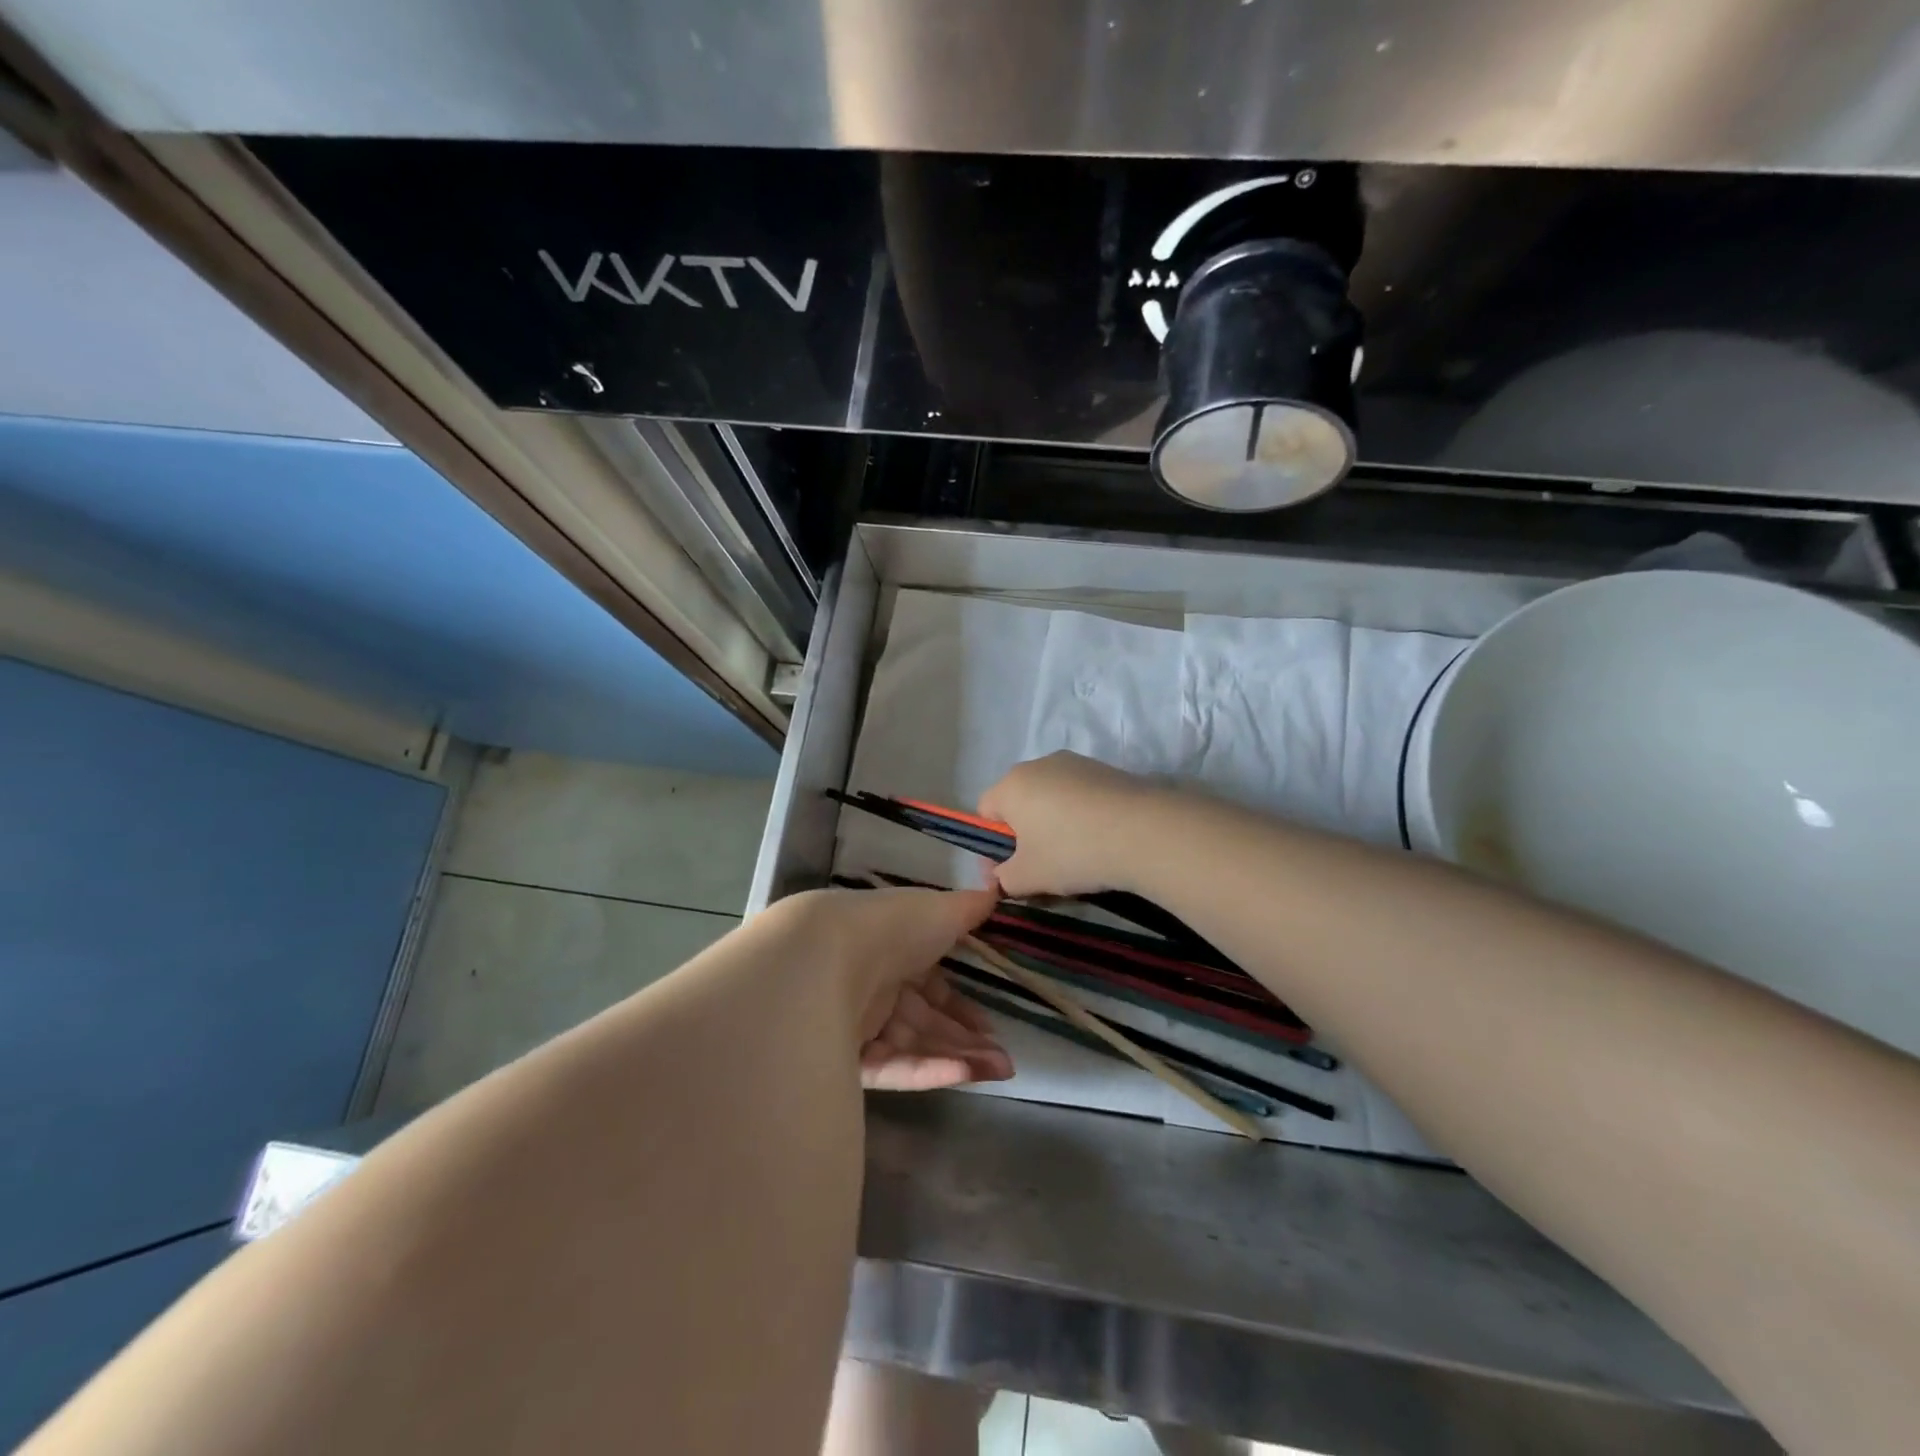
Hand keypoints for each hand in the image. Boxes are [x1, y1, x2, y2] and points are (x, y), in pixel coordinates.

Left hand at [779, 886, 1011, 1090]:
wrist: (828, 956)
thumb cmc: (891, 927)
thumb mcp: (939, 909)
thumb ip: (968, 908)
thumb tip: (996, 891)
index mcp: (891, 951)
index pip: (930, 987)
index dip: (961, 1006)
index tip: (990, 1023)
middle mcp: (874, 988)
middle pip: (925, 1022)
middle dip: (967, 1041)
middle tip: (1005, 1061)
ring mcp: (858, 1025)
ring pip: (914, 1048)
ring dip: (958, 1059)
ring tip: (1001, 1071)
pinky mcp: (845, 1058)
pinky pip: (893, 1067)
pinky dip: (928, 1070)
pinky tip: (965, 1073)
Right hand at [978, 752, 1156, 898]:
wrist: (1144, 831)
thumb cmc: (1072, 851)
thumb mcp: (1028, 877)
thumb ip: (1004, 878)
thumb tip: (1001, 876)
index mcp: (1011, 785)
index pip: (985, 811)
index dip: (992, 844)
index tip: (1009, 872)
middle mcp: (1039, 764)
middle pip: (1020, 802)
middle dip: (1025, 834)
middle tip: (1042, 867)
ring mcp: (1076, 763)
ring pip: (1052, 798)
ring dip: (1055, 825)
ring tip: (1077, 857)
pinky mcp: (1107, 769)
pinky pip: (1081, 796)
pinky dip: (1083, 817)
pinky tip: (1102, 841)